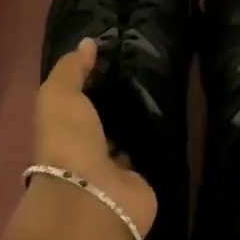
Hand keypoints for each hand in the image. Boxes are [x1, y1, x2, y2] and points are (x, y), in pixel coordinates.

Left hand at [32, 39, 158, 239]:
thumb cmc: (68, 142)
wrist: (93, 197)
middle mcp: (90, 151)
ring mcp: (118, 170)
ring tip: (171, 86)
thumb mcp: (59, 96)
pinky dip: (163, 140)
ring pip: (132, 137)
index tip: (122, 53)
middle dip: (124, 100)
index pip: (81, 102)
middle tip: (153, 68)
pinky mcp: (144, 182)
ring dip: (144, 120)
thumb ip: (71, 69)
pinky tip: (180, 115)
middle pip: (108, 120)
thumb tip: (88, 42)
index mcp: (65, 131)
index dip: (97, 80)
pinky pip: (154, 154)